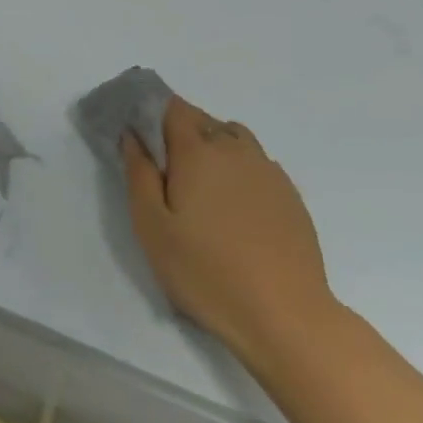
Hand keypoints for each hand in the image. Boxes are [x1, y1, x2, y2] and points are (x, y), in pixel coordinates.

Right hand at [123, 95, 337, 372]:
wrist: (285, 314)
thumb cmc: (205, 271)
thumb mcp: (151, 227)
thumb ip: (138, 173)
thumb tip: (132, 136)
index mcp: (197, 151)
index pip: (172, 107)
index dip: (152, 112)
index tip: (139, 135)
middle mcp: (235, 149)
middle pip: (202, 119)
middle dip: (179, 131)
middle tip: (165, 170)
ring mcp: (268, 170)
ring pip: (233, 138)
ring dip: (212, 146)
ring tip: (200, 185)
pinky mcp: (289, 195)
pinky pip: (256, 163)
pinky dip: (238, 169)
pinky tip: (233, 207)